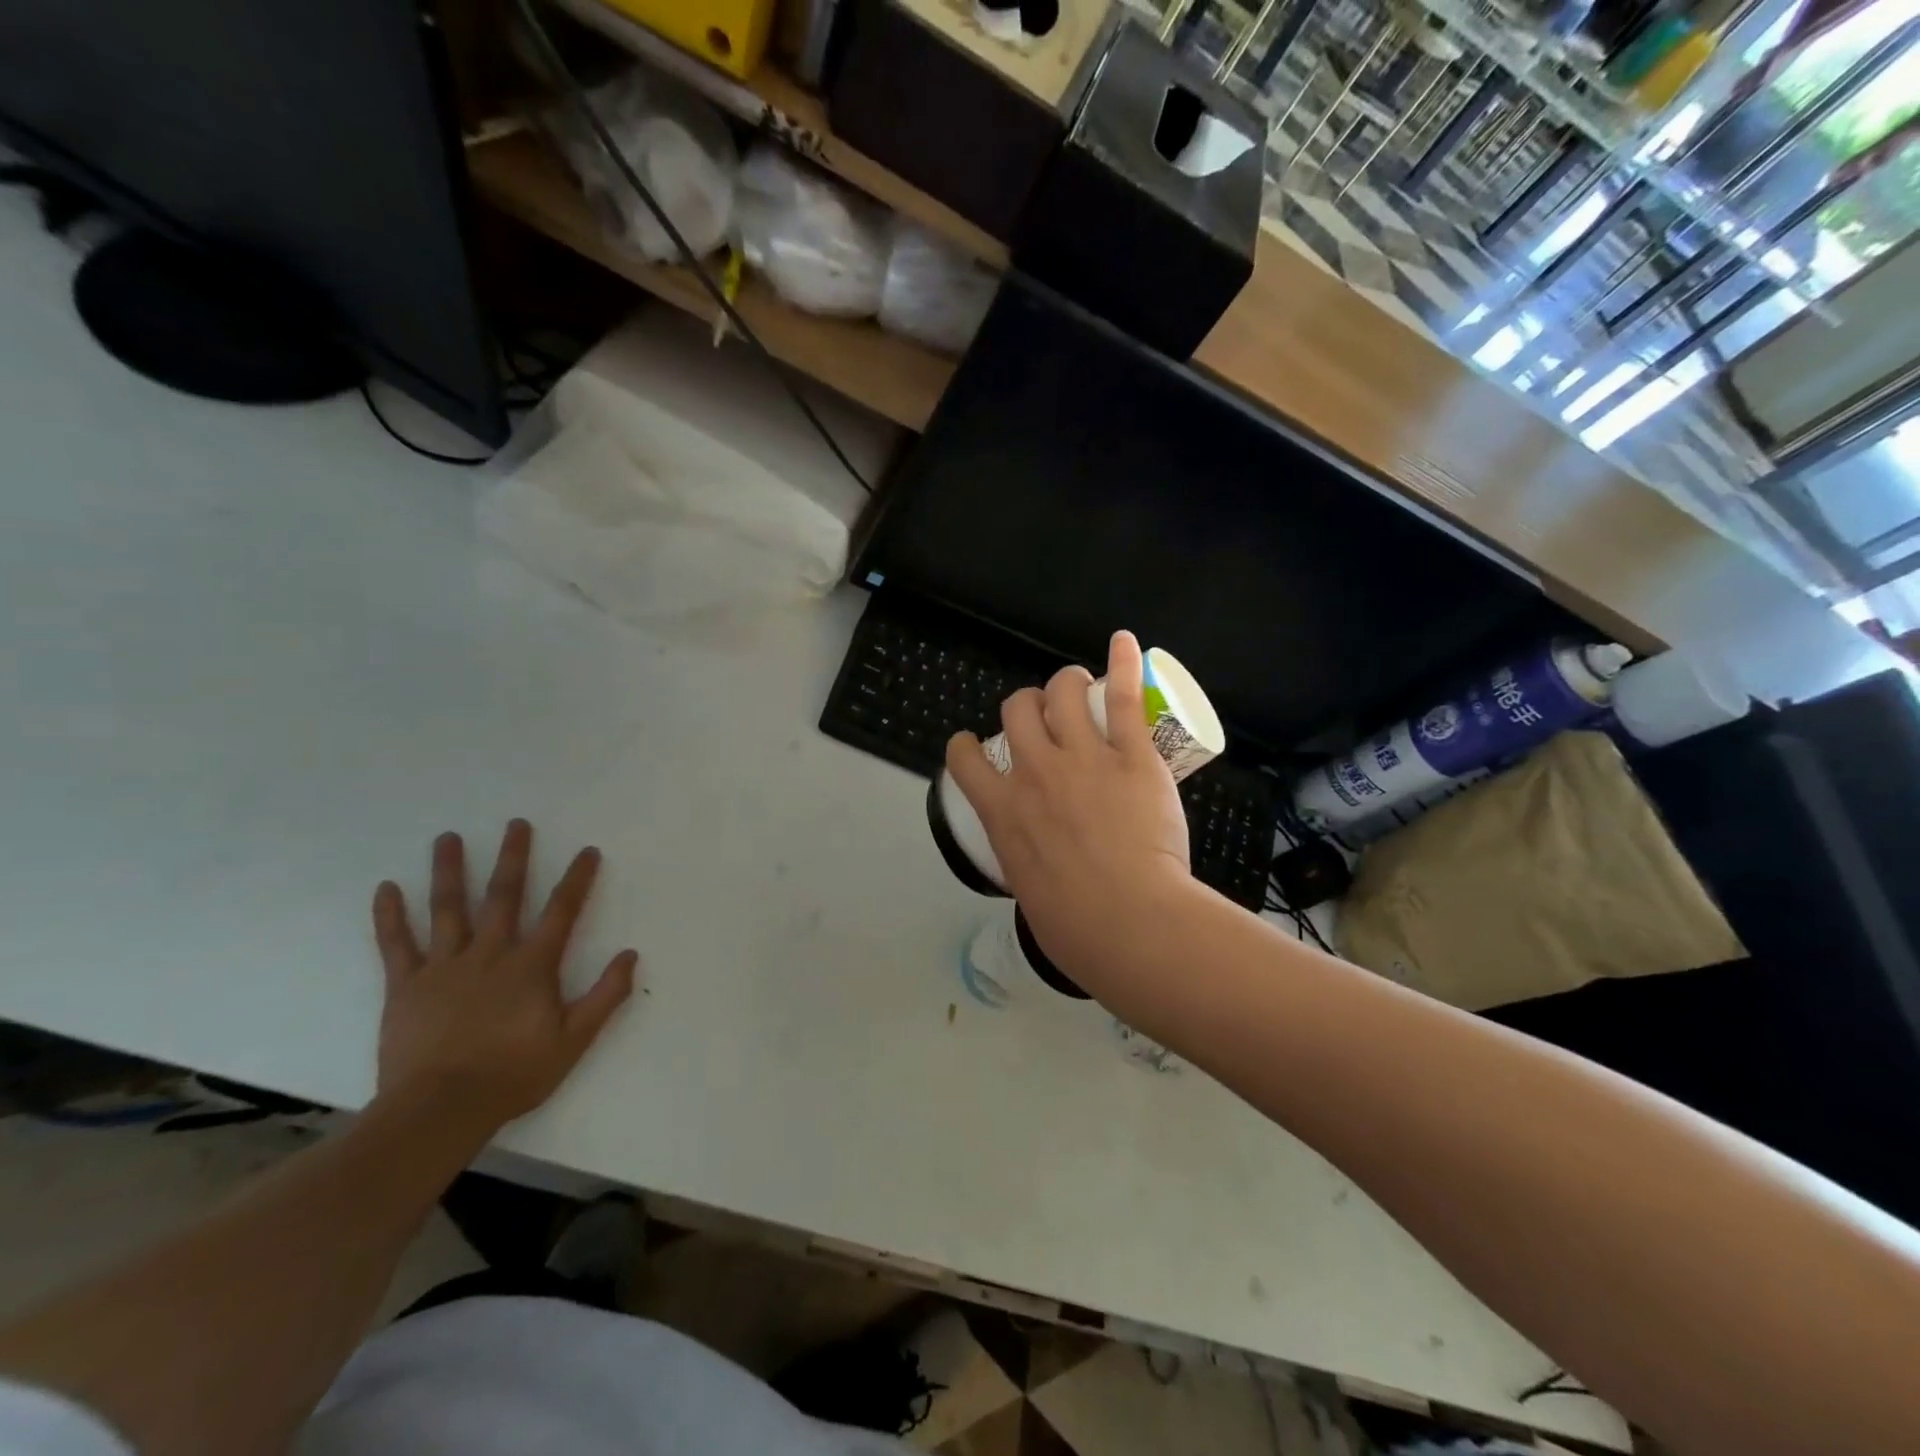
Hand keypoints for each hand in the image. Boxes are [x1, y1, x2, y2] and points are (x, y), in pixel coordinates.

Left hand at [370, 820, 638, 1130]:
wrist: (438, 1110)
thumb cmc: (513, 1074)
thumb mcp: (574, 1039)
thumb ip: (606, 995)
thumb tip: (630, 955)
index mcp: (531, 965)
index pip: (562, 911)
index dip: (577, 879)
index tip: (587, 851)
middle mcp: (490, 953)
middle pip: (503, 895)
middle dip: (513, 857)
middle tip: (516, 824)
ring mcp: (444, 966)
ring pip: (448, 908)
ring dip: (449, 870)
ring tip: (448, 837)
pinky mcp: (405, 986)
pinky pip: (396, 944)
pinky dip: (390, 915)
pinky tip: (387, 887)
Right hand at [945, 631, 1191, 982]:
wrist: (1128, 922)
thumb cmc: (1075, 928)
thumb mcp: (1027, 892)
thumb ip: (1027, 864)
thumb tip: (1039, 868)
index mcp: (1001, 810)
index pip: (964, 757)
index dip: (967, 744)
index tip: (977, 746)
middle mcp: (1034, 772)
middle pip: (1016, 710)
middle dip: (1026, 705)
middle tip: (1045, 717)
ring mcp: (1082, 758)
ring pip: (1061, 692)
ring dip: (1065, 683)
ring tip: (1078, 686)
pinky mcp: (1130, 755)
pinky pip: (1122, 697)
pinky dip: (1122, 662)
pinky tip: (1122, 642)